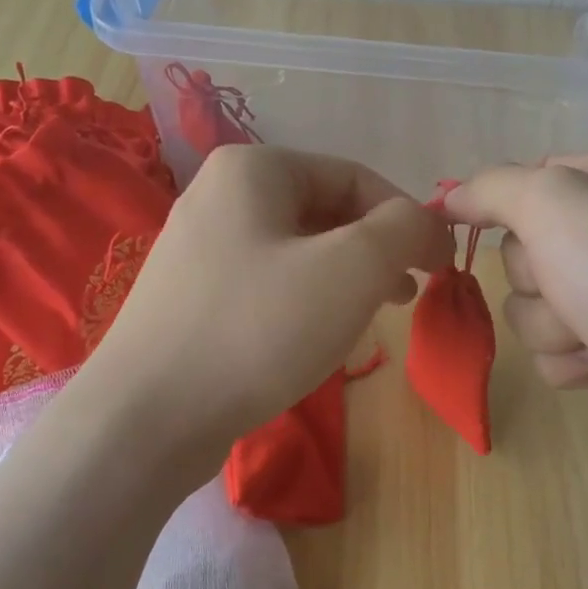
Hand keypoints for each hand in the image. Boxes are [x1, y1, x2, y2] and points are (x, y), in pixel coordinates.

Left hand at [82, 145, 454, 465]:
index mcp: (253, 169)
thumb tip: (423, 223)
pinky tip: (321, 335)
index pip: (356, 177)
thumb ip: (403, 229)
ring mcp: (200, 248)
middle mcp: (220, 196)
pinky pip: (269, 283)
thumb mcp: (351, 269)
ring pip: (300, 251)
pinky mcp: (193, 297)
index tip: (440, 265)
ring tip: (377, 315)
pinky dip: (309, 300)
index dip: (408, 218)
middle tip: (409, 294)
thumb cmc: (258, 329)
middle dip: (377, 250)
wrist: (147, 419)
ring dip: (348, 277)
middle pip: (326, 211)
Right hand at [445, 148, 587, 479]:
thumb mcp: (555, 203)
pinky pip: (560, 349)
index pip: (535, 175)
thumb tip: (450, 196)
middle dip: (536, 275)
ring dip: (551, 325)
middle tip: (569, 285)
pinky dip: (572, 359)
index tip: (471, 222)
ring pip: (536, 304)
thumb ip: (494, 188)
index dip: (504, 203)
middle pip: (528, 247)